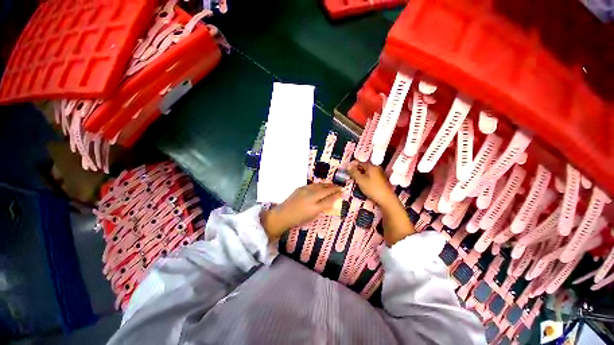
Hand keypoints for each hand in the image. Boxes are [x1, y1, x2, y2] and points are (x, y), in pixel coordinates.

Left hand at [261, 184, 342, 238]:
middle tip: (340, 187)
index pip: (329, 200)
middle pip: (325, 191)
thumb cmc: (298, 219)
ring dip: (327, 185)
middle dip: (334, 188)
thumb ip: (322, 208)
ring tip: (333, 185)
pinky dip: (319, 185)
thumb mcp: (312, 216)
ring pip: (319, 186)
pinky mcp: (301, 188)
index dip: (337, 196)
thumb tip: (331, 202)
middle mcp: (311, 197)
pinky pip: (313, 185)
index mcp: (314, 207)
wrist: (283, 214)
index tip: (343, 193)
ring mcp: (305, 191)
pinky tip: (322, 185)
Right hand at [347, 161, 396, 206]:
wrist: (386, 199)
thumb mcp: (360, 180)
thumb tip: (348, 166)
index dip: (353, 167)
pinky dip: (367, 179)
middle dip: (358, 172)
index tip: (348, 172)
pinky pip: (372, 177)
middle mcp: (377, 168)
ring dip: (362, 176)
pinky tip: (365, 185)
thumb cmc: (372, 188)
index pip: (360, 163)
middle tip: (352, 178)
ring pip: (368, 173)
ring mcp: (381, 174)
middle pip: (365, 168)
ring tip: (358, 182)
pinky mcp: (382, 180)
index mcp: (372, 166)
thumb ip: (354, 172)